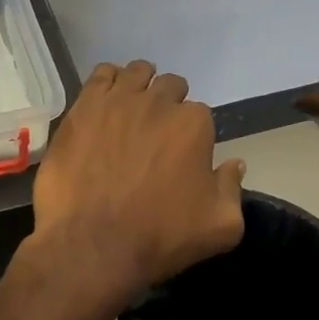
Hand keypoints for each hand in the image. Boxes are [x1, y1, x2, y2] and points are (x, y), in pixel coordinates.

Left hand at [28, 61, 245, 316]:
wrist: (93, 246)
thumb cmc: (160, 237)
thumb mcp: (221, 227)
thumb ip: (233, 188)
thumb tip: (235, 164)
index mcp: (193, 125)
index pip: (199, 114)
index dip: (191, 134)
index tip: (180, 154)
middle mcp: (158, 102)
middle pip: (169, 87)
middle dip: (167, 105)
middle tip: (155, 135)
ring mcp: (117, 101)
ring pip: (137, 73)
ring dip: (140, 86)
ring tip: (131, 111)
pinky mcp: (83, 107)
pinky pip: (101, 75)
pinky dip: (108, 82)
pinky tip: (106, 101)